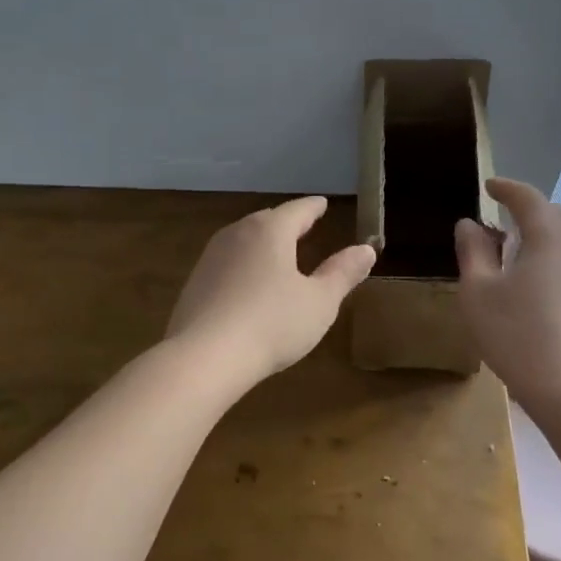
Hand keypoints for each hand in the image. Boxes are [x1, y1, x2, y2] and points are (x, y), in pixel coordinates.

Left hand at [166, 197, 376, 384]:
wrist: (205, 356)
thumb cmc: (272, 324)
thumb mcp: (319, 302)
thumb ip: (342, 273)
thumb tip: (365, 249)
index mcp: (270, 231)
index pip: (297, 210)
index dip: (313, 208)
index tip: (322, 204)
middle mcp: (237, 234)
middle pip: (267, 221)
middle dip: (286, 223)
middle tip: (303, 226)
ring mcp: (211, 257)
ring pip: (243, 240)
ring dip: (262, 244)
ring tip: (277, 253)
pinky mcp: (195, 283)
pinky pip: (227, 264)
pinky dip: (244, 266)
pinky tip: (248, 285)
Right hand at [454, 178, 560, 395]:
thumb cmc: (516, 335)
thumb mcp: (478, 292)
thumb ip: (473, 251)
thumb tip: (469, 224)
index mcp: (549, 236)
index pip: (528, 198)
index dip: (507, 188)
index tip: (490, 187)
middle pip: (556, 216)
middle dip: (530, 212)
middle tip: (504, 224)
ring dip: (548, 239)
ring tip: (524, 256)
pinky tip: (547, 290)